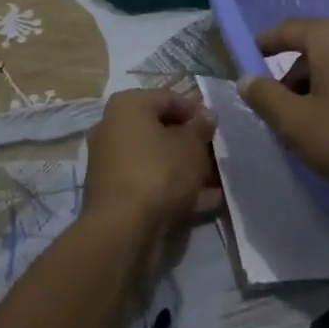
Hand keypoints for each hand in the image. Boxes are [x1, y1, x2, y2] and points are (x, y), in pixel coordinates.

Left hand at [84, 88, 220, 237]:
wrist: (122, 230)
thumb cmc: (159, 173)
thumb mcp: (191, 146)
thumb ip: (201, 127)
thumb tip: (206, 116)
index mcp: (127, 106)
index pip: (169, 98)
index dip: (197, 111)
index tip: (217, 128)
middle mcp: (112, 128)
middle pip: (160, 129)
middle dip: (191, 142)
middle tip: (216, 155)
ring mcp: (111, 162)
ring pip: (156, 158)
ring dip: (185, 167)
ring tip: (215, 181)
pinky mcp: (114, 192)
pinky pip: (149, 181)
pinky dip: (173, 188)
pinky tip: (204, 201)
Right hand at [238, 18, 328, 211]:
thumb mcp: (298, 126)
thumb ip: (265, 97)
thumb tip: (247, 78)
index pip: (287, 29)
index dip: (264, 44)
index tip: (248, 60)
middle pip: (317, 48)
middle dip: (295, 76)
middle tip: (284, 112)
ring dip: (325, 87)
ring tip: (319, 126)